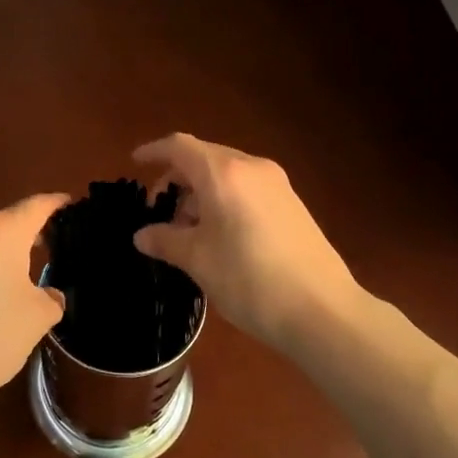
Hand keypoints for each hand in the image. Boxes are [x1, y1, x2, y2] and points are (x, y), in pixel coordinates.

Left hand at [0, 192, 69, 417]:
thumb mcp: (36, 319)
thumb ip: (51, 299)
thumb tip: (49, 295)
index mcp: (2, 230)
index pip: (37, 205)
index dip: (58, 204)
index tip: (74, 205)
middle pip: (11, 221)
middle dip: (34, 232)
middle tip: (60, 246)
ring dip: (10, 253)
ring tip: (32, 273)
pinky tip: (0, 294)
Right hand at [132, 134, 361, 350]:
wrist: (322, 310)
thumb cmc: (249, 279)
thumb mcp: (198, 260)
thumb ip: (166, 240)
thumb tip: (142, 235)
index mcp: (224, 173)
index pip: (180, 147)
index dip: (154, 151)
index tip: (135, 162)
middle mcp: (251, 168)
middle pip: (204, 158)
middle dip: (177, 178)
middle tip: (159, 211)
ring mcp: (277, 185)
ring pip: (227, 174)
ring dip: (201, 192)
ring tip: (188, 230)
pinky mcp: (292, 205)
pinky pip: (247, 188)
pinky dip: (224, 200)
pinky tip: (219, 235)